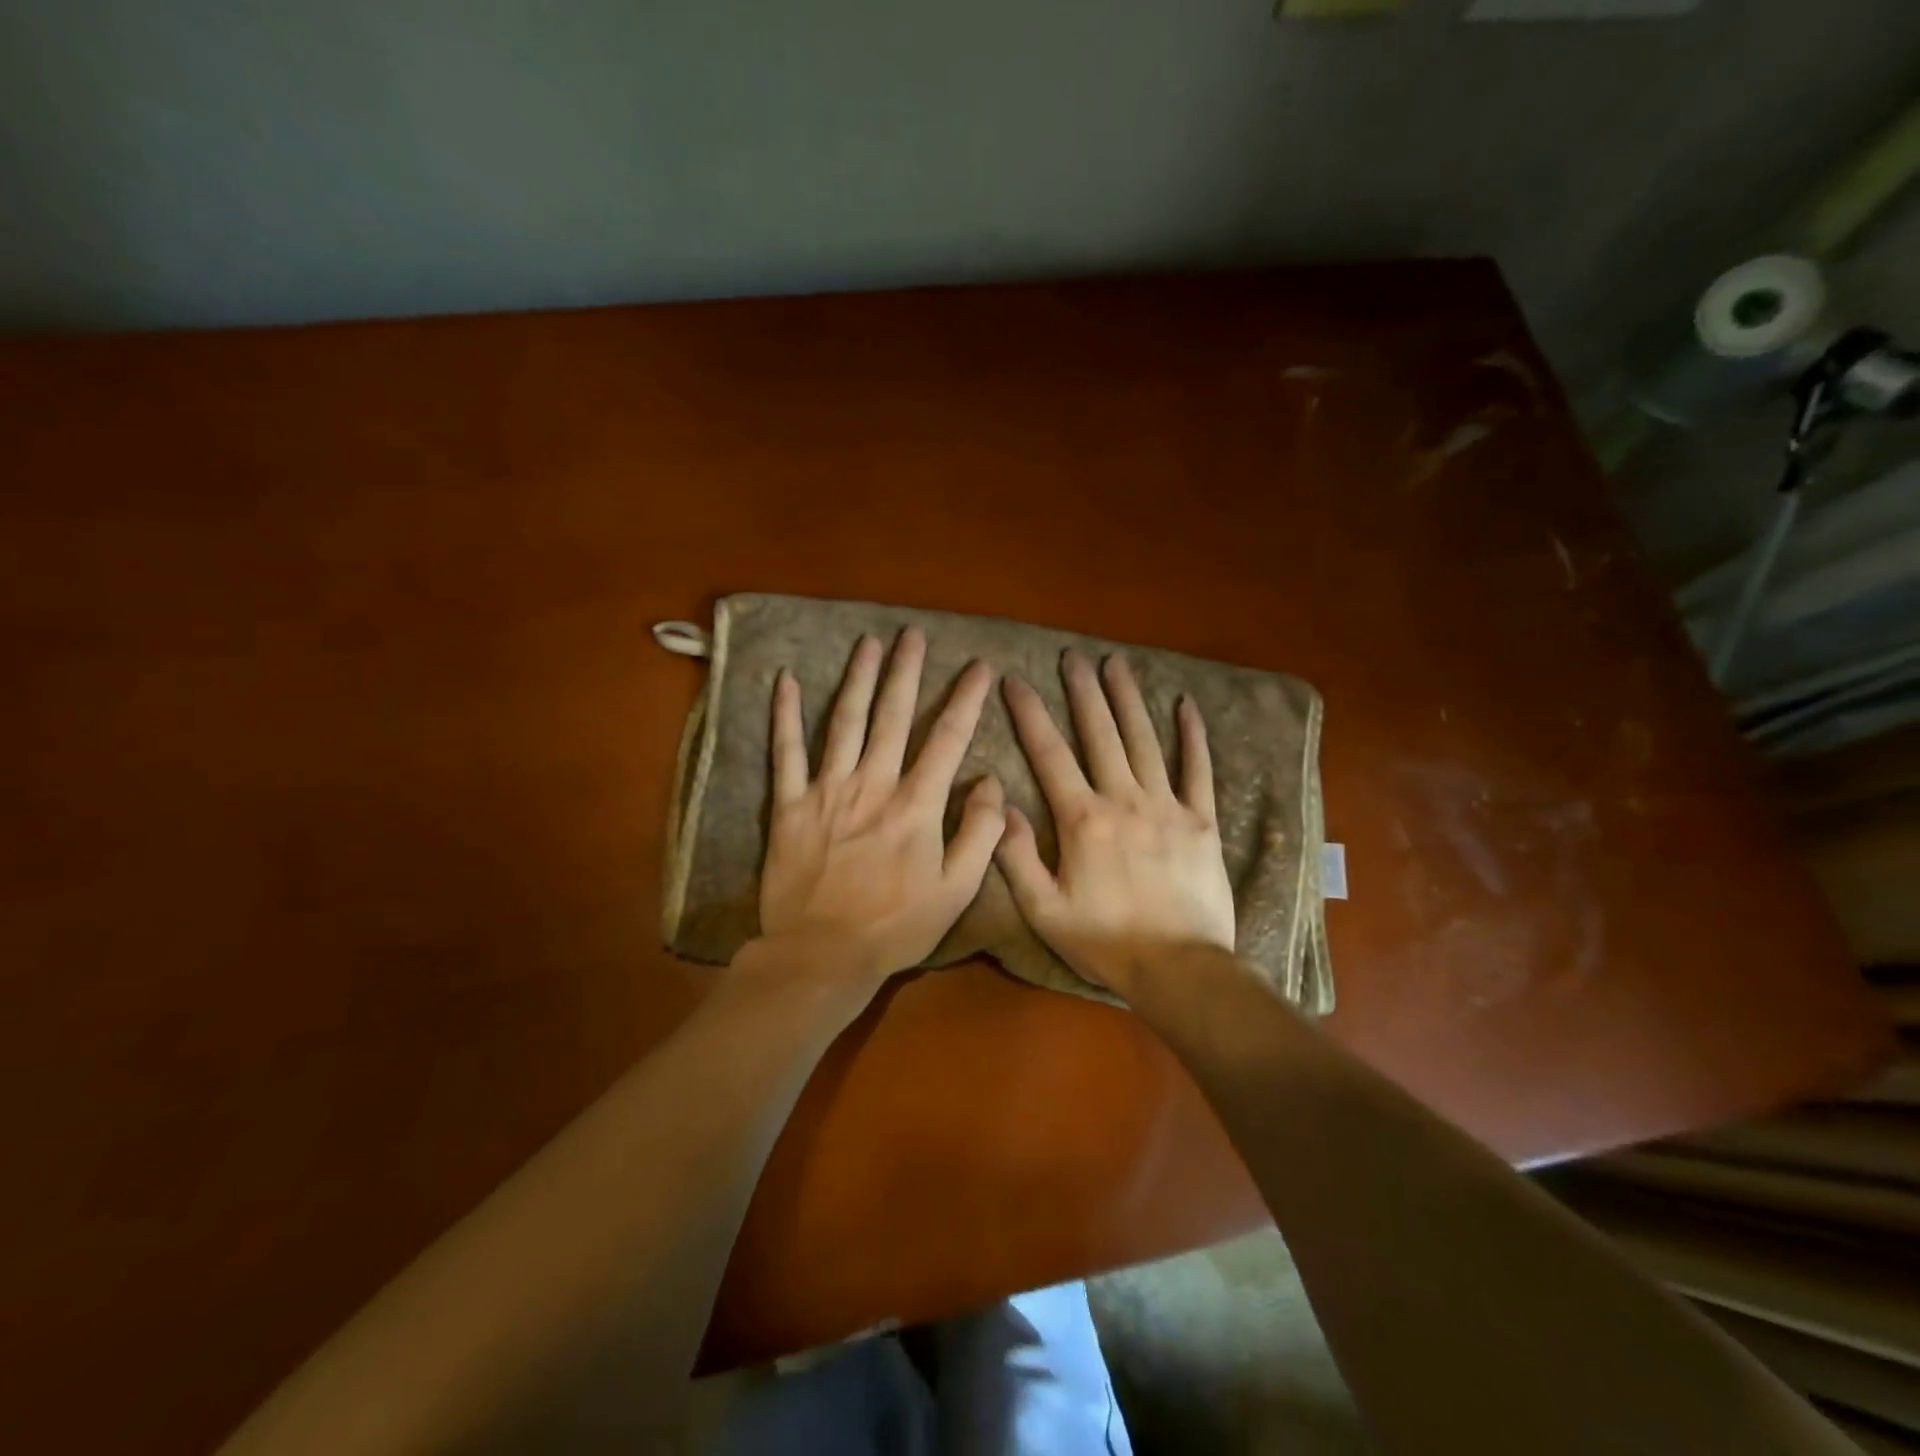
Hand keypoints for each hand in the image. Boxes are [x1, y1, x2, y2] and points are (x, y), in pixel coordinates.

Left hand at [758, 628, 1004, 985]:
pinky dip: (783, 714)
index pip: (948, 739)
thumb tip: (992, 781)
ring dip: (857, 679)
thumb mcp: (956, 890)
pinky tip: (783, 680)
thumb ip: (980, 833)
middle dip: (906, 671)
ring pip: (844, 721)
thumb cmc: (895, 926)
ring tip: (868, 643)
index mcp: (915, 805)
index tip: (979, 666)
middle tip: (913, 634)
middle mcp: (872, 784)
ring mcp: (826, 790)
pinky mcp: (788, 804)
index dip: (966, 699)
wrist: (821, 954)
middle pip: (892, 715)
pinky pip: (785, 751)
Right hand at [996, 651, 1234, 994]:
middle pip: (1100, 734)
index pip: (1049, 754)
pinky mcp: (1201, 820)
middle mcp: (1123, 800)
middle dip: (1083, 692)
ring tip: (1117, 663)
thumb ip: (1016, 855)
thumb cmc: (1105, 941)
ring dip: (1128, 699)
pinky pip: (1197, 769)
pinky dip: (1192, 736)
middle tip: (1073, 656)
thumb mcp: (1044, 908)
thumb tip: (1000, 804)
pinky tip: (1185, 705)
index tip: (1015, 681)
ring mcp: (1167, 806)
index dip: (1029, 714)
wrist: (1178, 968)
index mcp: (1082, 819)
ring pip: (1144, 740)